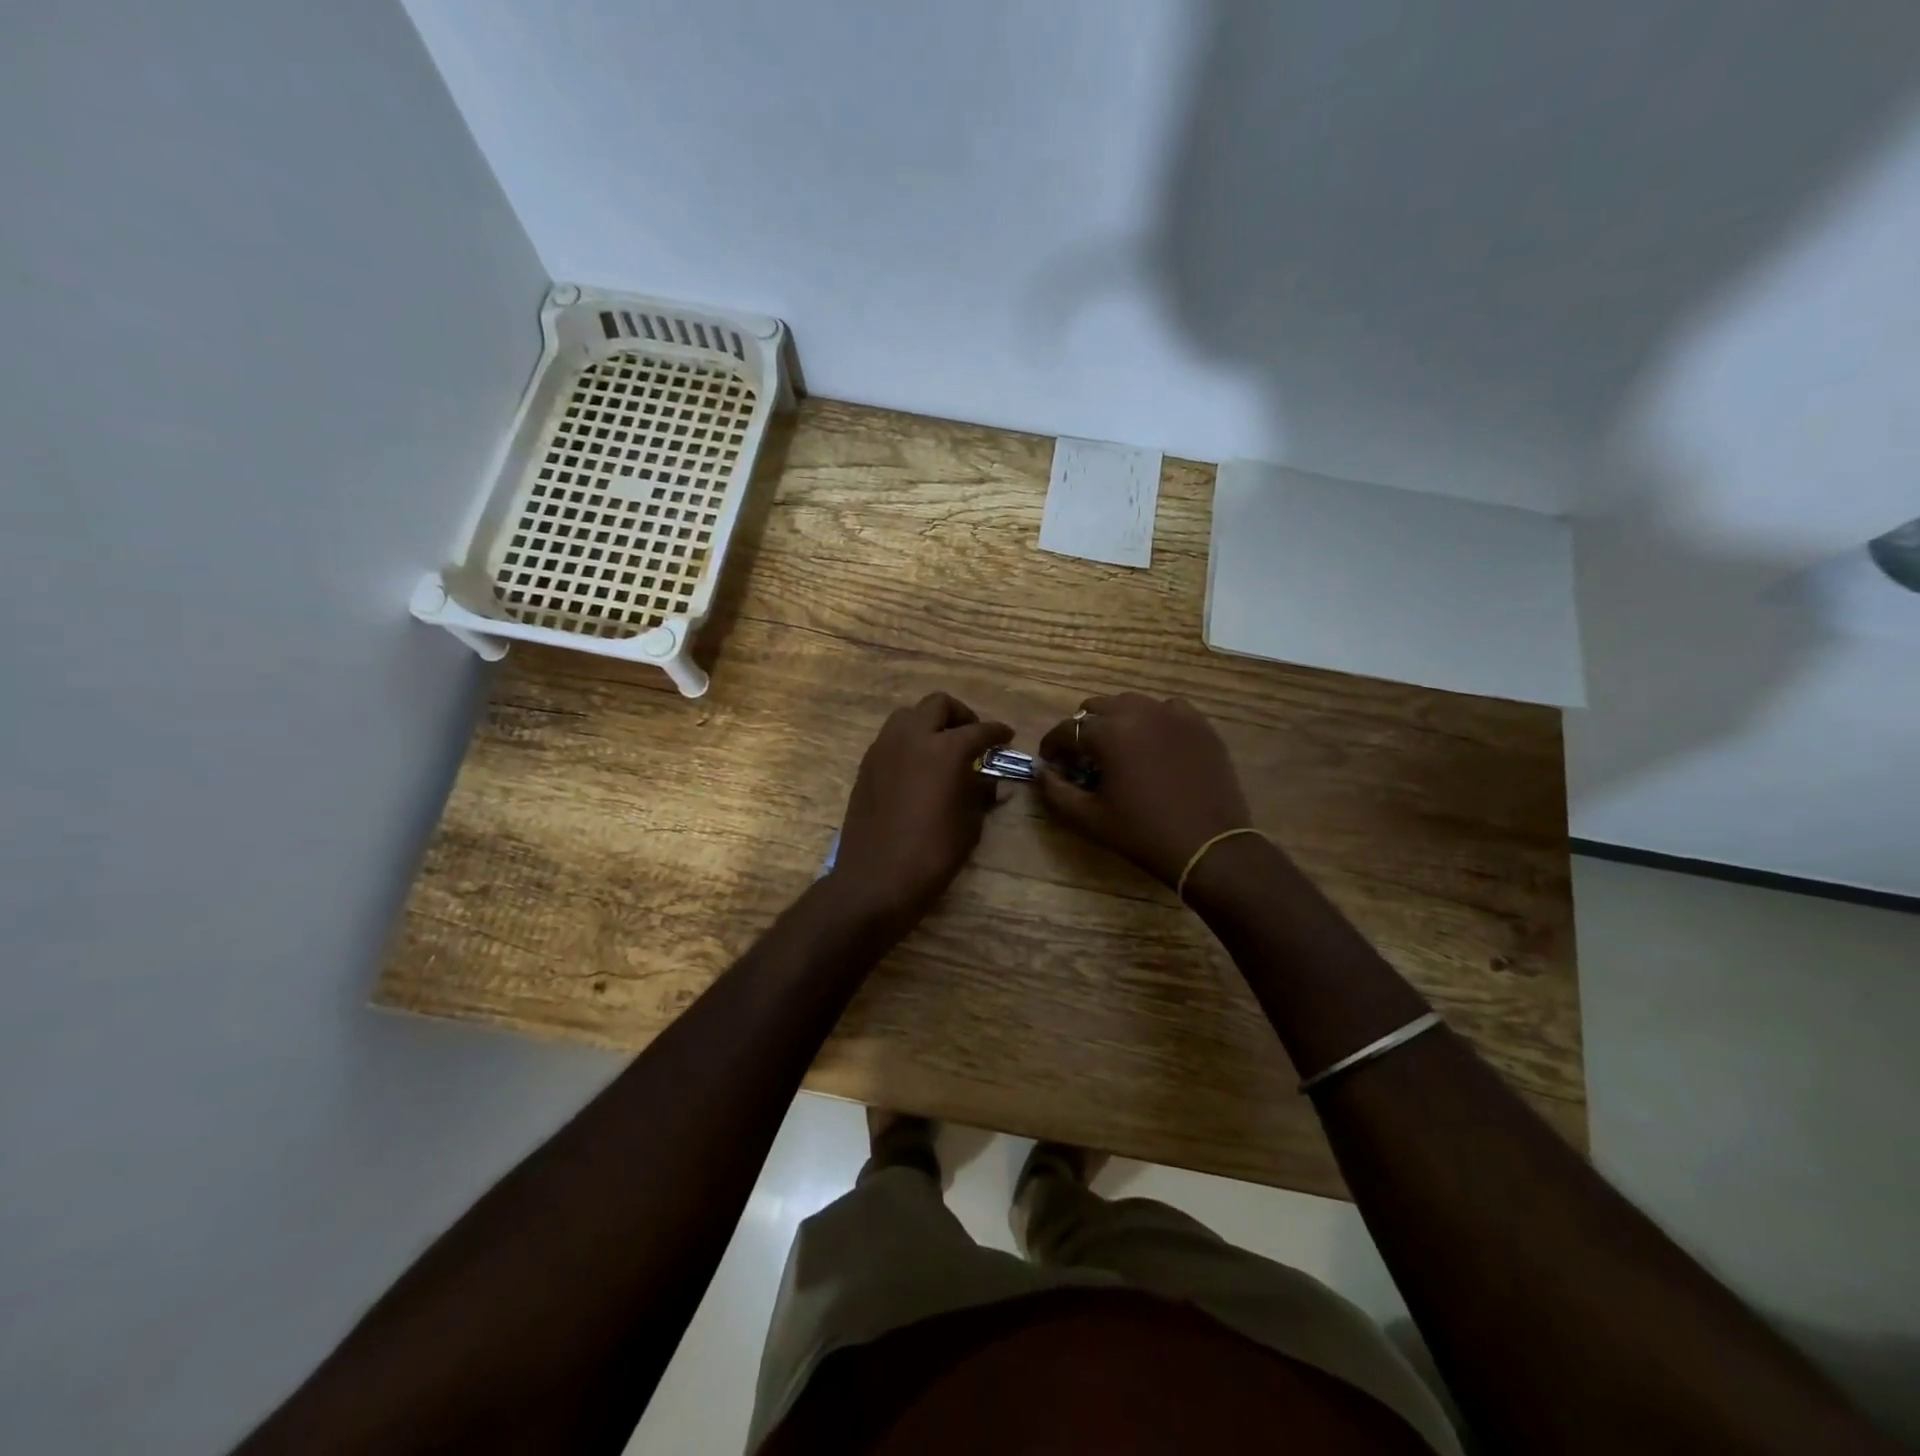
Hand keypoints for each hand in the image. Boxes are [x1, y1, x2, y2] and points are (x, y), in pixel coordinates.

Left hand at [831, 692, 1012, 927]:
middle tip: (972, 737)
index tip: (1006, 736)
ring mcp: (884, 749)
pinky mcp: (866, 765)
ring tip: (941, 748)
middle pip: (938, 705)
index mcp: (945, 749)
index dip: (997, 732)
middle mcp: (912, 738)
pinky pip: (890, 738)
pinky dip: (908, 741)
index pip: (979, 730)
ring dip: (929, 723)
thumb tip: (988, 779)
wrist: (876, 879)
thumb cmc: (932, 854)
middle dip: (960, 715)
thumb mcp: (969, 824)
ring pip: (908, 715)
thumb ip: (980, 792)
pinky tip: (917, 767)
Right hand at [1037, 693, 1252, 886]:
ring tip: (1118, 747)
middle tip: (1084, 756)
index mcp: (1108, 733)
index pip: (1067, 729)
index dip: (1053, 745)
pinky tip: (1155, 742)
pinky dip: (1154, 719)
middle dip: (1083, 728)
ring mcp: (1173, 715)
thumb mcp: (1089, 818)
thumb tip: (1042, 771)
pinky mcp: (1199, 724)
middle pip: (1097, 707)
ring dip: (1117, 720)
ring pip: (1132, 703)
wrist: (1208, 846)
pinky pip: (1168, 709)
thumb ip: (1055, 791)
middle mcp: (1138, 712)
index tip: (1051, 761)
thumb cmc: (1142, 833)